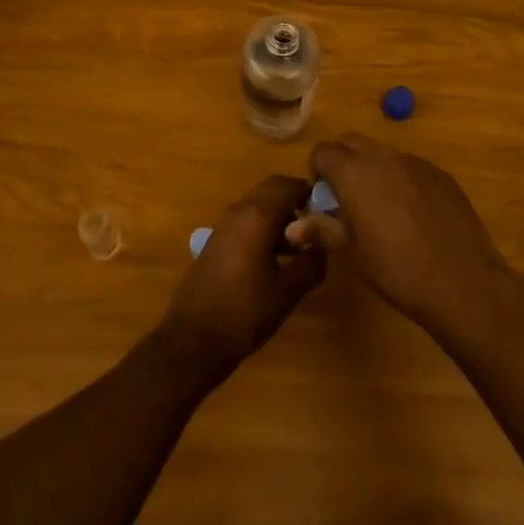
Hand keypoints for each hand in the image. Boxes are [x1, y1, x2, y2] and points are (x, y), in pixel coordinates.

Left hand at [158, 175, 325, 379]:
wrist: (194, 338)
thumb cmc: (245, 312)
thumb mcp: (287, 292)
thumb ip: (311, 263)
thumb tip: (324, 245)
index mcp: (258, 215)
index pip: (290, 185)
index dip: (312, 192)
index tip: (329, 210)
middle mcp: (239, 210)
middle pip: (272, 189)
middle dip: (295, 200)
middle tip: (317, 225)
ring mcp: (224, 224)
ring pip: (258, 204)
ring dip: (279, 214)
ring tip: (300, 245)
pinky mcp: (216, 241)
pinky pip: (245, 220)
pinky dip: (263, 226)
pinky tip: (275, 258)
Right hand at [296, 136, 519, 344]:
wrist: (461, 281)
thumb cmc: (396, 269)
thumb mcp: (352, 253)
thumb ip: (322, 229)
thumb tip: (293, 225)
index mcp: (354, 172)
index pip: (323, 151)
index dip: (317, 171)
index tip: (323, 199)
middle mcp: (383, 156)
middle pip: (352, 143)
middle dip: (343, 163)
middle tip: (347, 200)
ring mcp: (415, 162)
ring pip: (383, 154)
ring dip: (373, 171)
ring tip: (381, 210)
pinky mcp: (440, 174)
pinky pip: (411, 167)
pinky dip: (402, 181)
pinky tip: (414, 217)